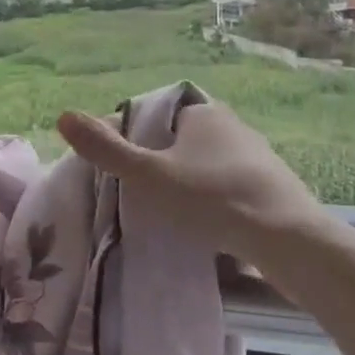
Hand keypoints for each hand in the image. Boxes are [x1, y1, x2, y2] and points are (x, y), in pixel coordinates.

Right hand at [56, 100, 344, 262]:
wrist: (291, 242)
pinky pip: (232, 188)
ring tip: (170, 214)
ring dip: (190, 184)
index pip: (158, 114)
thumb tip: (63, 115)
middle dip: (162, 162)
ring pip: (208, 165)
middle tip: (142, 193)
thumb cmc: (213, 198)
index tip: (124, 168)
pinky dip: (216, 202)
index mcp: (203, 112)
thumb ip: (106, 149)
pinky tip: (207, 227)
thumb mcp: (148, 176)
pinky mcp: (275, 189)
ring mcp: (258, 158)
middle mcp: (233, 126)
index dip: (136, 136)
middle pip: (183, 140)